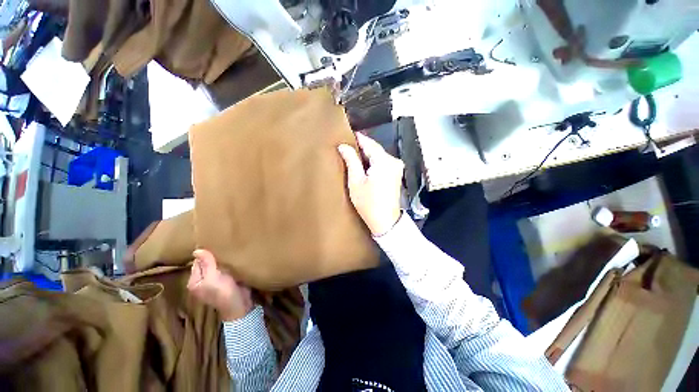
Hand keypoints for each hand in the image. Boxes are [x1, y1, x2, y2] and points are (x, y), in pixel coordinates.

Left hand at [187, 249, 252, 320]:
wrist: (239, 304)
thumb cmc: (223, 292)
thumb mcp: (213, 277)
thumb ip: (207, 263)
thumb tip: (196, 250)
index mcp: (195, 281)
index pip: (197, 263)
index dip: (205, 254)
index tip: (214, 244)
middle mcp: (202, 281)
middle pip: (206, 264)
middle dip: (213, 256)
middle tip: (222, 244)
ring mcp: (214, 281)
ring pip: (216, 265)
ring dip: (221, 259)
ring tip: (228, 249)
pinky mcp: (226, 280)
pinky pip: (224, 268)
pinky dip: (228, 263)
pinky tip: (233, 258)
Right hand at [338, 133, 403, 235]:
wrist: (386, 222)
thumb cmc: (368, 203)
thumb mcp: (356, 181)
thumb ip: (351, 161)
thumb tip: (343, 146)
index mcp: (384, 161)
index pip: (369, 143)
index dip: (358, 138)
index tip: (347, 134)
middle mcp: (393, 161)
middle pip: (375, 149)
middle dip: (362, 148)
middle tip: (347, 146)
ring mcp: (397, 168)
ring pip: (379, 156)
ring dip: (367, 155)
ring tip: (353, 155)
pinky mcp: (397, 174)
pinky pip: (383, 163)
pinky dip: (373, 162)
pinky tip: (364, 165)